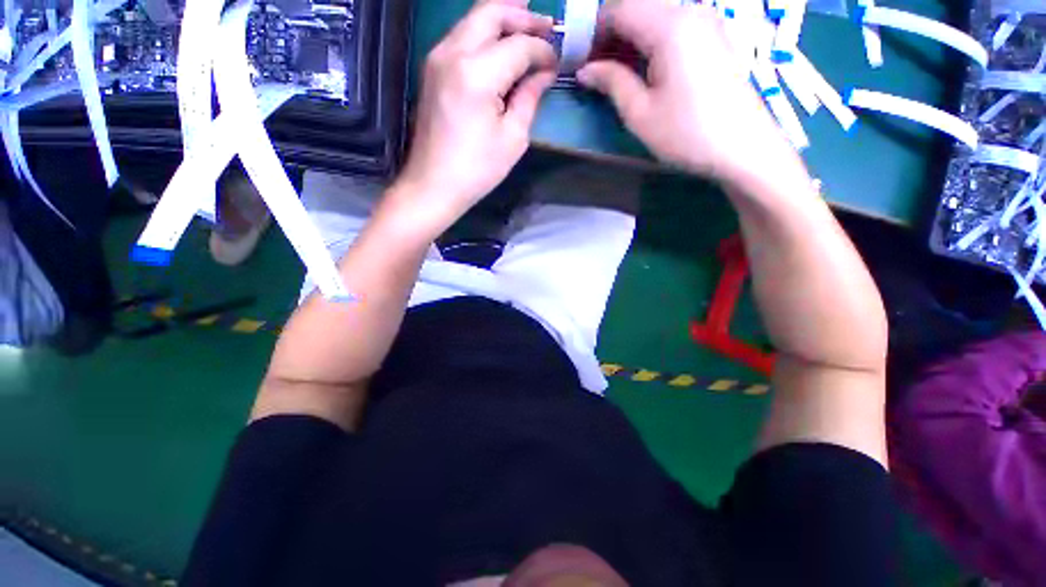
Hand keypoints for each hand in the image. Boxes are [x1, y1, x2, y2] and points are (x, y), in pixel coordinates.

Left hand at [395, 0, 556, 228]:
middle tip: (547, 27)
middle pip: (490, 12)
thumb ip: (529, 98)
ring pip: (473, 19)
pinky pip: (461, 36)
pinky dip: (484, 34)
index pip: (519, 45)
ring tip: (528, 29)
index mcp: (477, 74)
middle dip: (523, 16)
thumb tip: (544, 74)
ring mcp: (437, 57)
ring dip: (502, 19)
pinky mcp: (431, 69)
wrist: (433, 184)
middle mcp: (453, 53)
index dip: (543, 50)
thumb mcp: (512, 138)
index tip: (557, 62)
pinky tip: (500, 46)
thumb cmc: (477, 170)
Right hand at [577, 0, 791, 187]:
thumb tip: (585, 69)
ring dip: (630, 39)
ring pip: (655, 16)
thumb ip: (611, 82)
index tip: (578, 59)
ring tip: (616, 73)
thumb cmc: (686, 133)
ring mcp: (706, 22)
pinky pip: (673, 27)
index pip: (619, 8)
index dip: (593, 30)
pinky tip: (644, 69)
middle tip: (595, 68)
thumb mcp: (640, 113)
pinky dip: (651, 42)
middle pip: (638, 7)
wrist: (743, 148)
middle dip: (611, 33)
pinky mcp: (714, 37)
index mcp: (669, 25)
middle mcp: (690, 11)